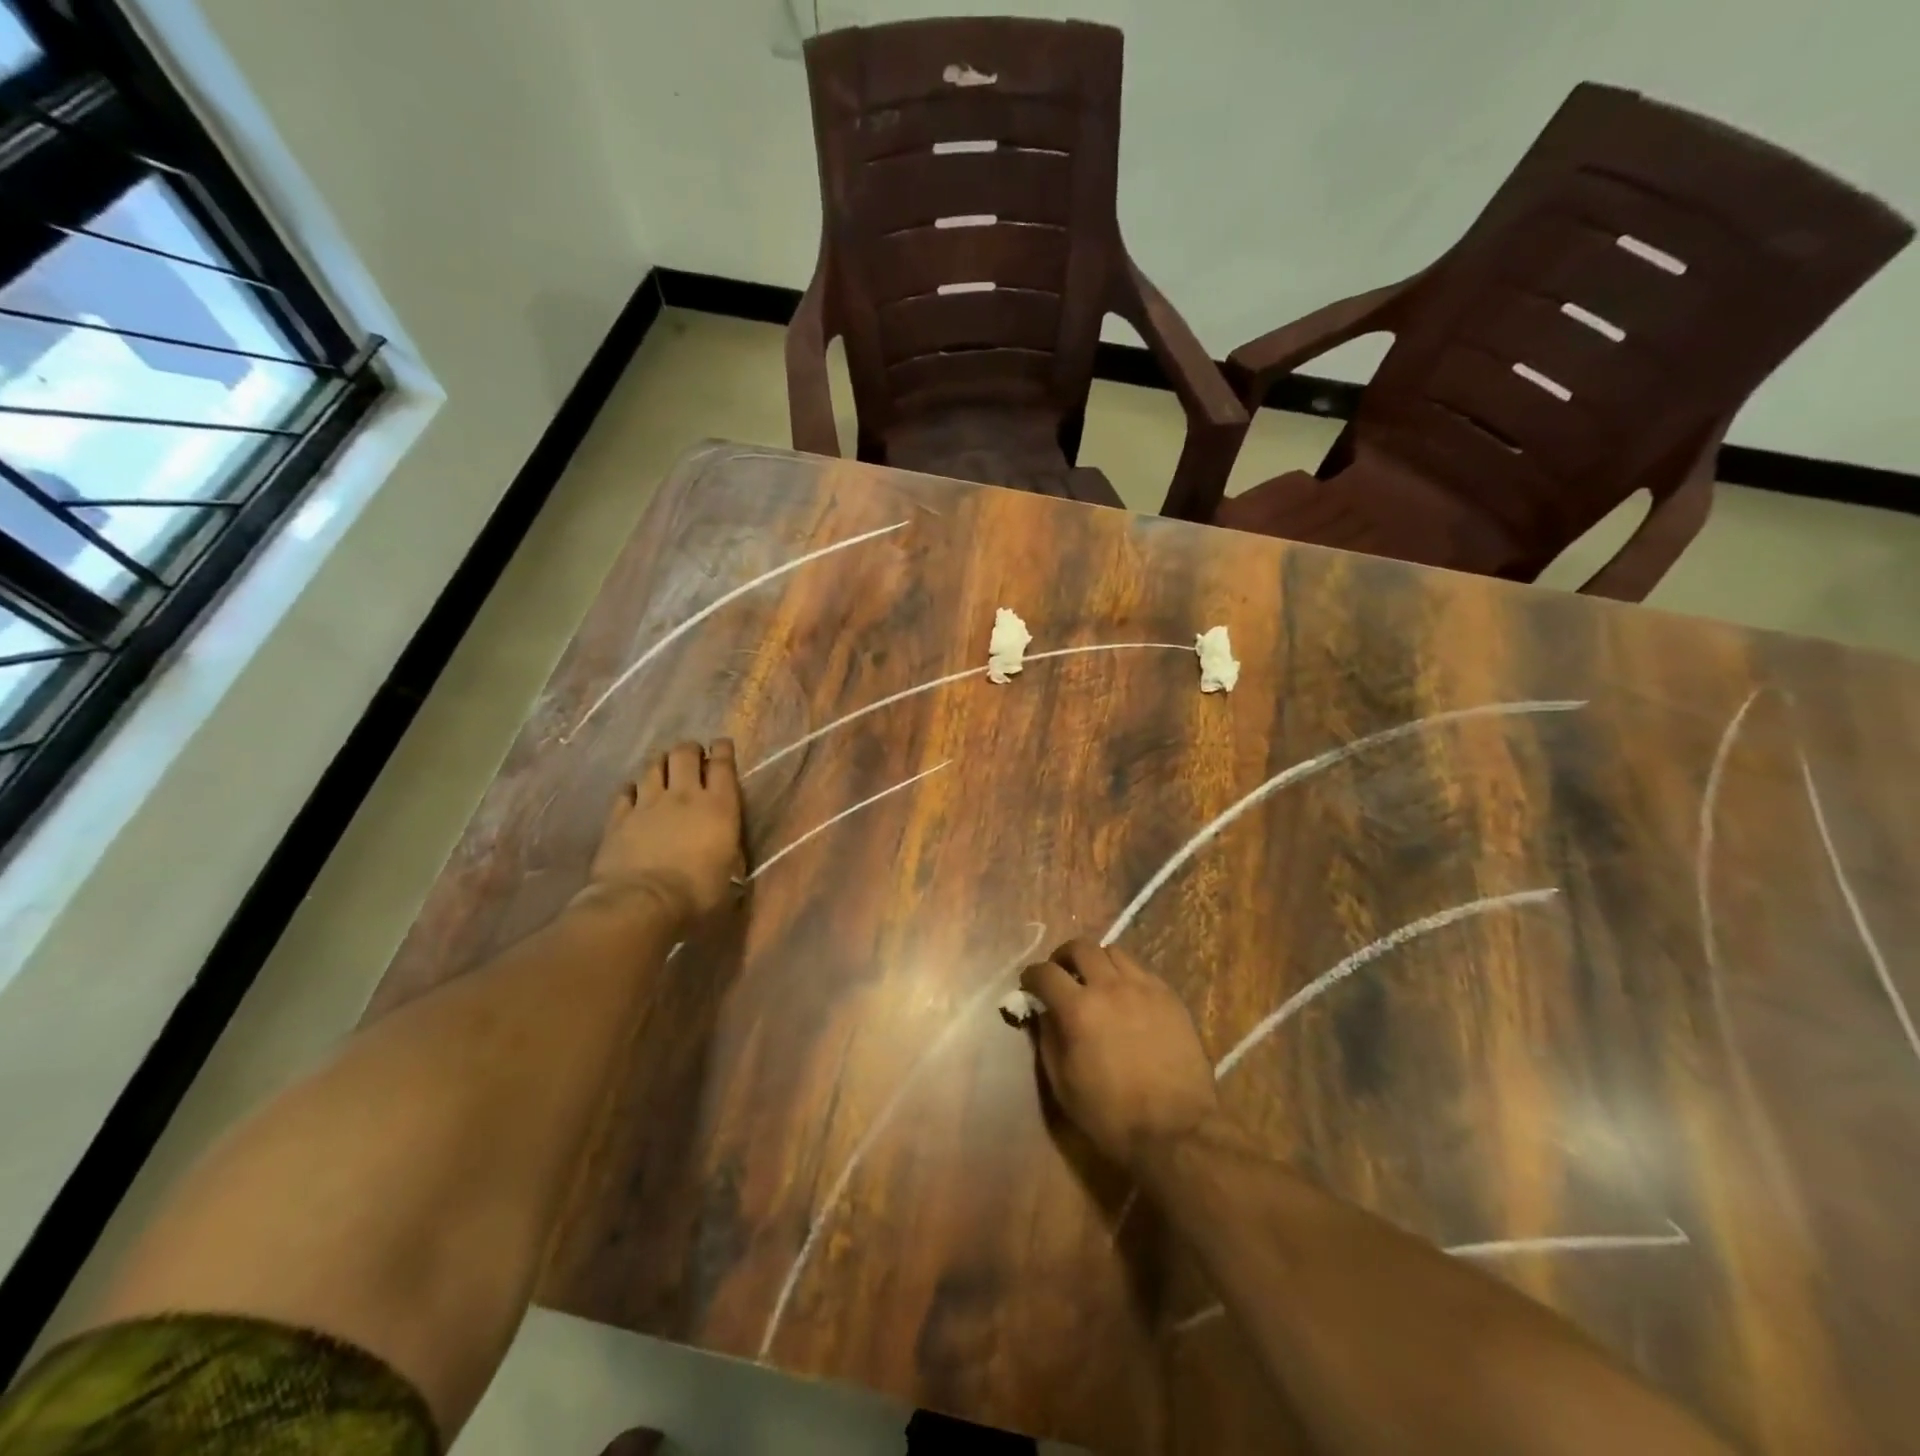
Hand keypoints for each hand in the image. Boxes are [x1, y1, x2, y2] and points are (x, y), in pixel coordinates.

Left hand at [583, 739, 744, 928]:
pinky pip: (626, 791)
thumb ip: (729, 857)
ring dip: (661, 762)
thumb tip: (729, 860)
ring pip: (653, 766)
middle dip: (690, 749)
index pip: (723, 765)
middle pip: (684, 754)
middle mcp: (684, 795)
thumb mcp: (728, 877)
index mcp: (719, 807)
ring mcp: (648, 803)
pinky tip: (634, 792)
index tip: (723, 744)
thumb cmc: (696, 895)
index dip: (723, 750)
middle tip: (693, 755)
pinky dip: (633, 788)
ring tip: (664, 767)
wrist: (640, 904)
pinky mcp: (619, 817)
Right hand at [1019, 940, 1218, 1170]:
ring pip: (1113, 952)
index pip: (1045, 973)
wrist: (1177, 1130)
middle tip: (1062, 974)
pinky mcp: (1169, 996)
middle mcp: (1109, 987)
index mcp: (1078, 1009)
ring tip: (1096, 982)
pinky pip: (1141, 971)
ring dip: (1097, 962)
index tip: (1029, 984)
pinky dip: (1126, 976)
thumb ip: (1048, 1039)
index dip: (1031, 975)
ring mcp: (1143, 988)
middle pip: (1080, 948)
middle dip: (1063, 957)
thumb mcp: (1064, 1084)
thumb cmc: (1111, 1114)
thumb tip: (1042, 1012)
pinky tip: (1127, 998)